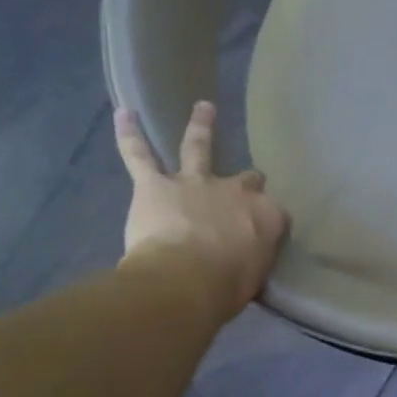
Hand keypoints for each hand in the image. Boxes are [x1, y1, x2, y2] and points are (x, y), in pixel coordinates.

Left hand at [115, 102, 287, 319]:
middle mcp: (235, 191)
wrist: (186, 280)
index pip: (273, 213)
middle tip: (247, 184)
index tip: (263, 235)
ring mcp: (195, 182)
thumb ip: (252, 261)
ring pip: (198, 147)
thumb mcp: (255, 278)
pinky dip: (129, 135)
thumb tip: (245, 261)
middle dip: (247, 182)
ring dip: (201, 127)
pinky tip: (123, 113)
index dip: (267, 221)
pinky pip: (139, 155)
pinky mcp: (155, 184)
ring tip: (204, 108)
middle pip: (246, 180)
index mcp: (266, 217)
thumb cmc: (227, 288)